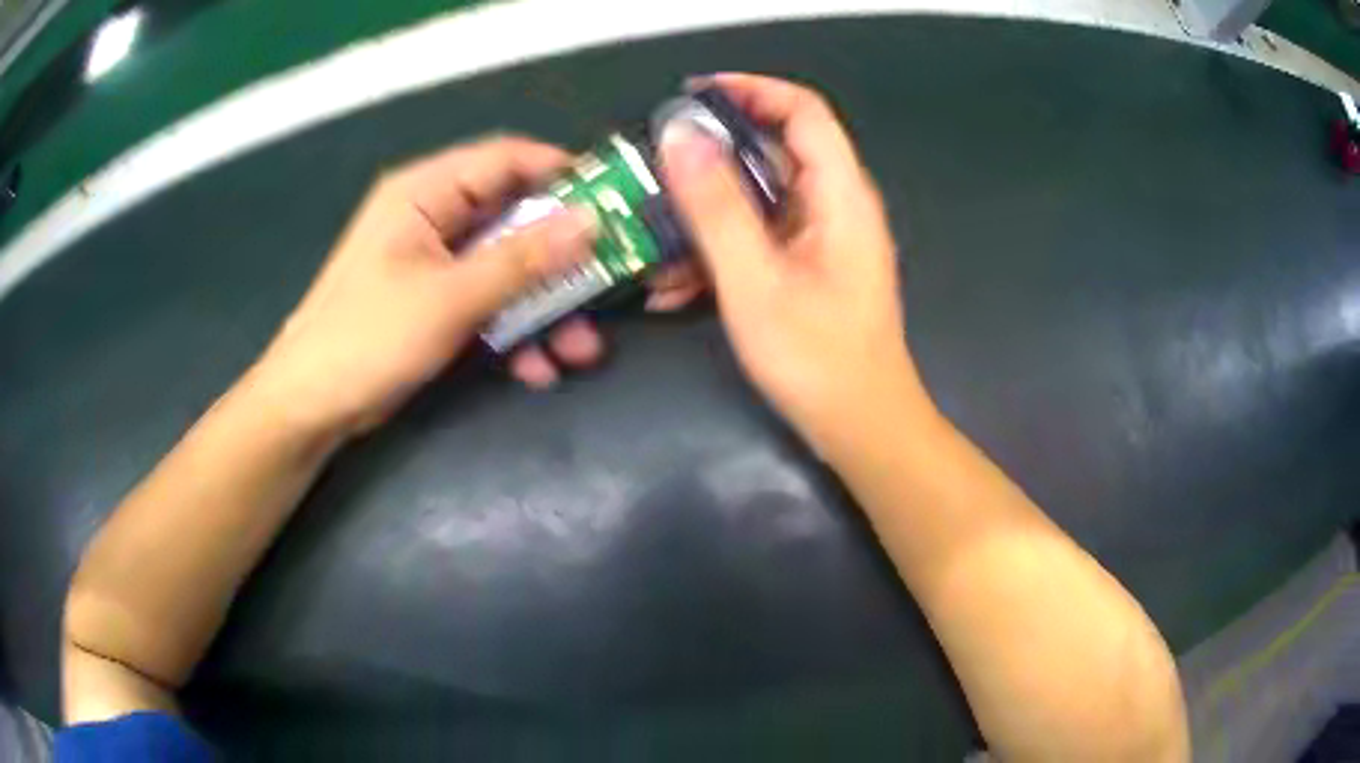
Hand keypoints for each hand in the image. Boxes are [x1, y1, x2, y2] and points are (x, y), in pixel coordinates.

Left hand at [250, 136, 605, 437]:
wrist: (312, 405)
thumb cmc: (367, 338)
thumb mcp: (450, 298)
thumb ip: (522, 259)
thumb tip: (591, 221)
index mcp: (425, 191)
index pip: (506, 159)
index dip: (563, 173)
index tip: (615, 200)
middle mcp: (433, 216)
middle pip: (514, 217)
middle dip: (561, 258)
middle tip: (609, 282)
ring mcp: (435, 262)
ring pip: (507, 267)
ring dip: (544, 306)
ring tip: (579, 350)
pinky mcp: (436, 302)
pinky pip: (488, 302)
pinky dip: (514, 330)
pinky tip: (537, 369)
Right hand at [660, 74, 933, 453]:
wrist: (861, 428)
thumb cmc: (817, 359)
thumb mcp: (755, 281)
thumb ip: (716, 206)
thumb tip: (680, 135)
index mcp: (839, 194)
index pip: (802, 110)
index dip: (750, 90)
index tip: (691, 95)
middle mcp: (834, 205)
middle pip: (771, 152)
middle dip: (708, 160)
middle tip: (652, 172)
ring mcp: (820, 239)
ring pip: (755, 200)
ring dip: (702, 217)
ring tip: (650, 243)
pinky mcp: (805, 268)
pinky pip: (756, 239)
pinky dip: (716, 252)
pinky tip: (671, 287)